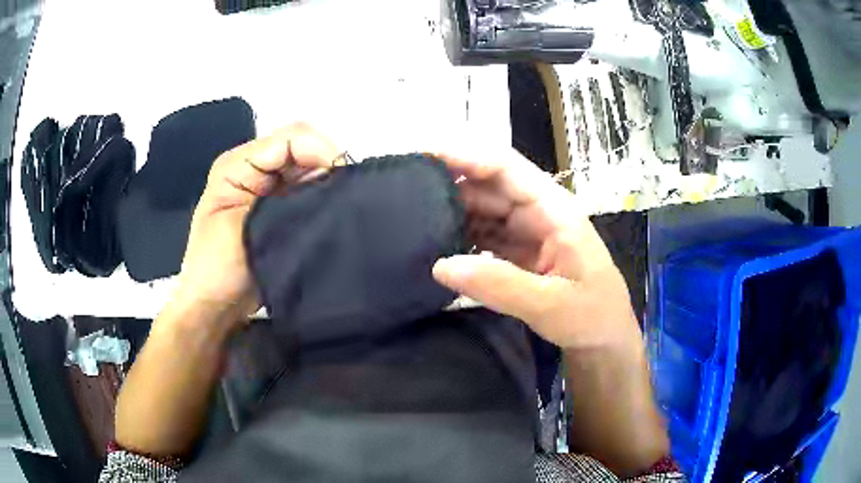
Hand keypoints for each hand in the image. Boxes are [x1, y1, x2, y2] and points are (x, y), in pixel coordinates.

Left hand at [175, 123, 338, 325]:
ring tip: (341, 208)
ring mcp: (269, 187)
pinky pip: (310, 191)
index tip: (345, 182)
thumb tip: (332, 181)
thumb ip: (283, 200)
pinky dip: (325, 198)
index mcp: (238, 164)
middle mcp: (255, 168)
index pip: (291, 139)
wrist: (215, 308)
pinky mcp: (281, 208)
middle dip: (330, 166)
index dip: (323, 151)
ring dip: (329, 183)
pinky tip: (331, 214)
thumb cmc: (216, 269)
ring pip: (312, 168)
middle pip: (304, 148)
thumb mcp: (241, 226)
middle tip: (346, 198)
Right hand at [432, 148, 667, 476]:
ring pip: (482, 210)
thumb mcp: (550, 304)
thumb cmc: (591, 315)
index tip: (424, 157)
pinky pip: (483, 235)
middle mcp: (537, 212)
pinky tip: (436, 245)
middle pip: (488, 186)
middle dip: (449, 185)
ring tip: (411, 219)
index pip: (505, 168)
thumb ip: (499, 285)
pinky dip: (460, 237)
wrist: (604, 339)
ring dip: (451, 212)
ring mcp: (526, 231)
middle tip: (403, 195)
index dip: (466, 157)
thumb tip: (440, 265)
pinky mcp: (517, 251)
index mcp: (553, 209)